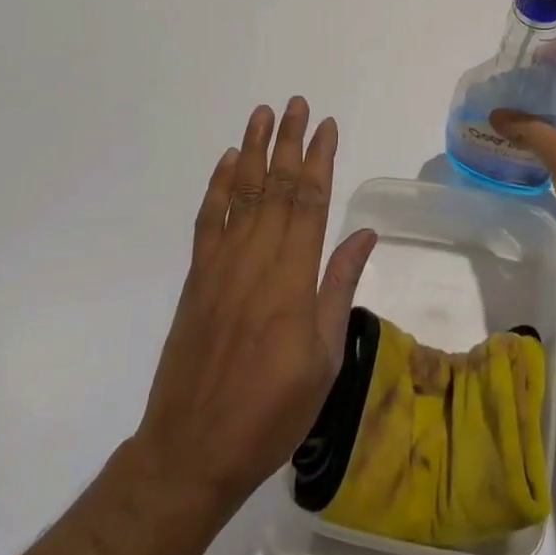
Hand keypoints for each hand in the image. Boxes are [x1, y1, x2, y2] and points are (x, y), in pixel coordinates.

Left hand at [133, 98, 377, 514]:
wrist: (192, 450)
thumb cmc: (272, 411)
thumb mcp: (324, 358)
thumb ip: (339, 288)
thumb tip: (363, 235)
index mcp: (292, 280)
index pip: (310, 203)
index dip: (320, 160)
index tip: (328, 127)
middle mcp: (256, 260)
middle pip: (277, 188)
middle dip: (290, 142)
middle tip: (297, 104)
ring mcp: (221, 266)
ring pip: (242, 194)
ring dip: (254, 150)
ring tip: (262, 114)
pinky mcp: (196, 278)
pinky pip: (208, 221)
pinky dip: (218, 187)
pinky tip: (229, 162)